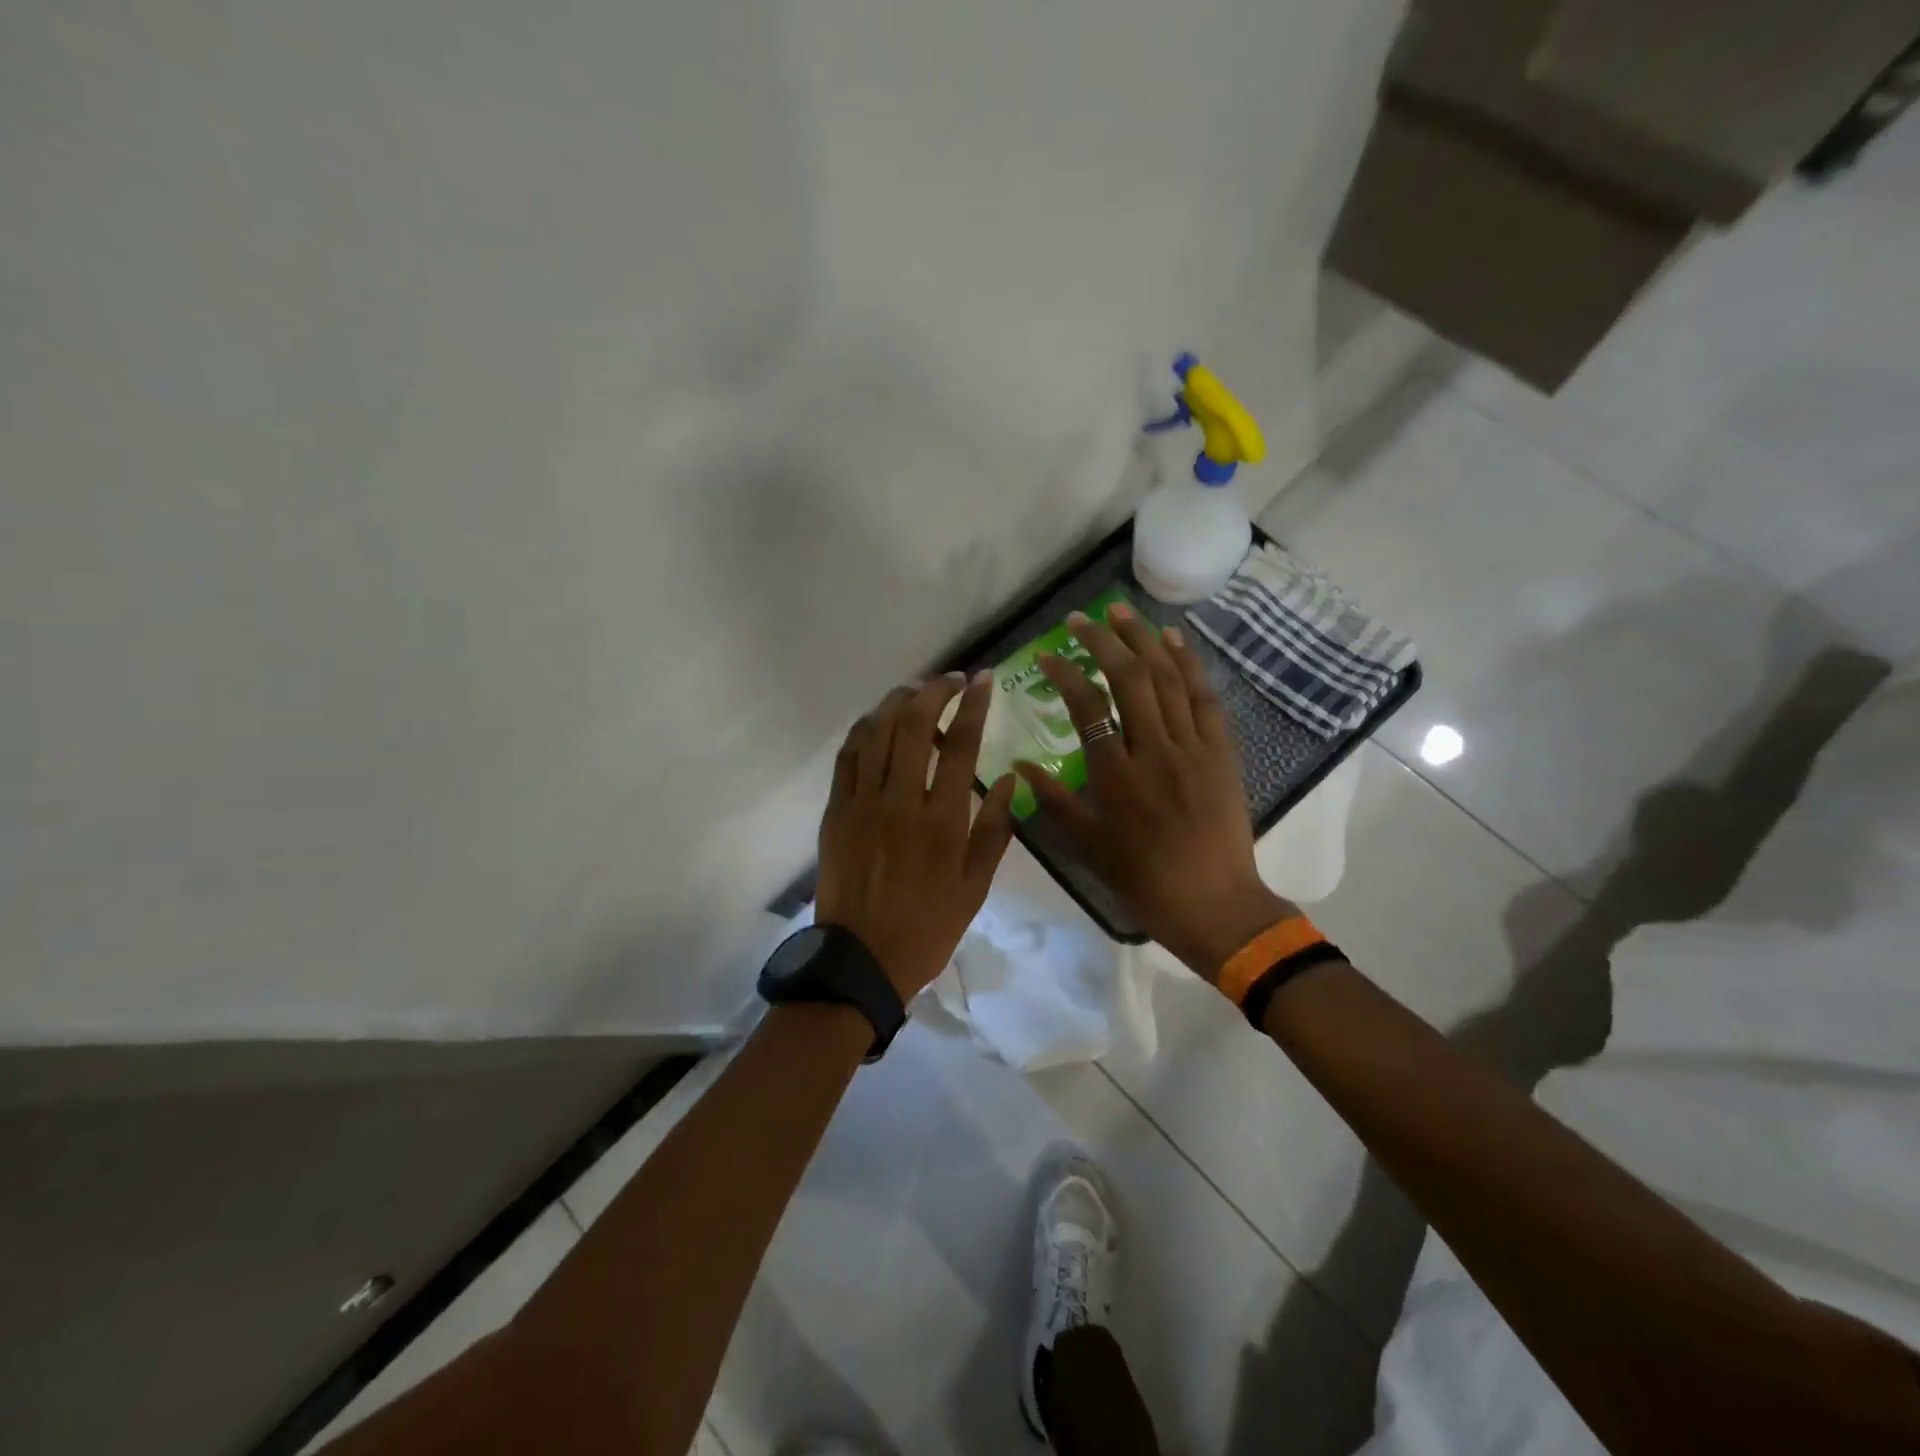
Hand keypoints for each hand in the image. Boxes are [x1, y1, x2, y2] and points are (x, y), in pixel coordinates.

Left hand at [816, 673, 1017, 999]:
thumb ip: (994, 830)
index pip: (961, 745)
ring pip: (876, 732)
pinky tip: (877, 722)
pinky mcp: (836, 811)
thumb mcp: (976, 887)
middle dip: (934, 691)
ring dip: (897, 702)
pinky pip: (848, 756)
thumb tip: (1008, 778)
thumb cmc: (927, 927)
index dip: (974, 705)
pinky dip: (865, 730)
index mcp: (941, 821)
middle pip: (914, 725)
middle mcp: (900, 801)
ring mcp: (862, 803)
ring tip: (915, 692)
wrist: (861, 960)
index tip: (984, 681)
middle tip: (952, 681)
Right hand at [1014, 604, 1294, 982]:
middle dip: (1103, 641)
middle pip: (1129, 679)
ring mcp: (1192, 747)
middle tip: (1081, 618)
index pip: (1086, 706)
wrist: (1213, 902)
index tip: (1048, 654)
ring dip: (1144, 639)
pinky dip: (1189, 664)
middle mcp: (1153, 750)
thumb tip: (1017, 765)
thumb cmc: (1142, 878)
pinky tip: (1174, 640)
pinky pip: (1204, 698)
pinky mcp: (1221, 751)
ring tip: (1122, 611)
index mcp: (1115, 775)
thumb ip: (1052, 800)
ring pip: (1168, 679)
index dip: (1065, 673)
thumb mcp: (1087, 844)